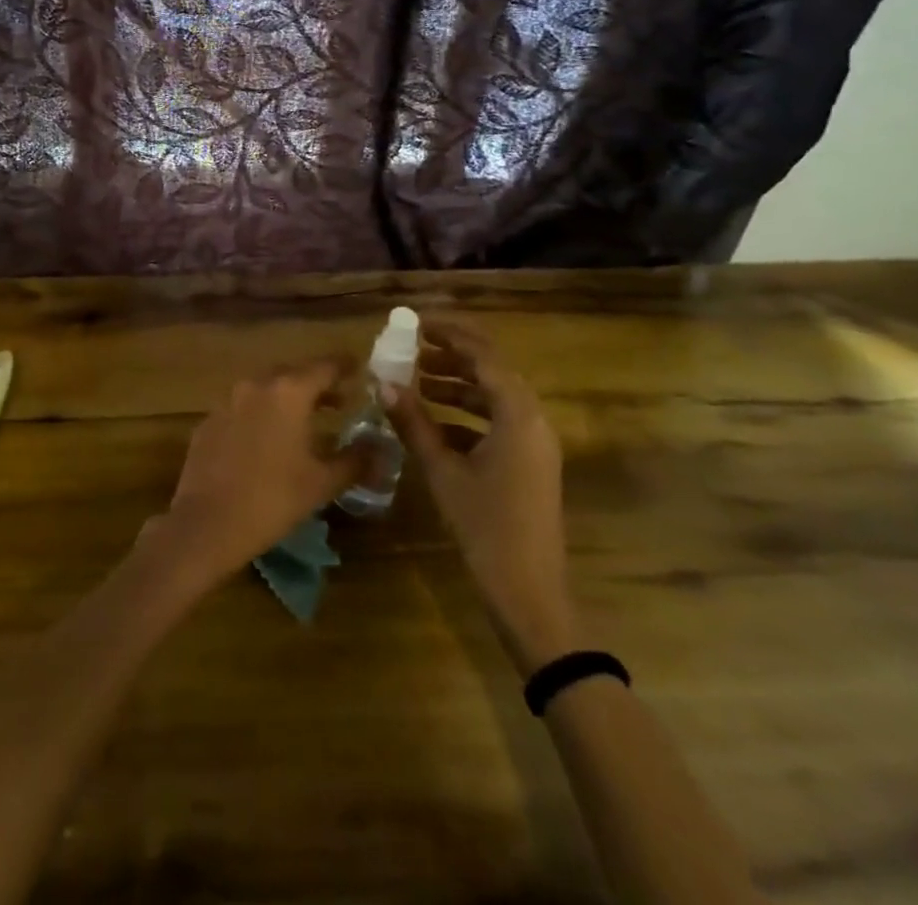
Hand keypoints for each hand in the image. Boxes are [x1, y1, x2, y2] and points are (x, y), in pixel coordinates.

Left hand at [145, 360, 362, 589]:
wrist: (207, 523)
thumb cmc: (273, 499)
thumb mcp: (322, 482)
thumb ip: (355, 460)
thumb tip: (380, 448)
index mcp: (288, 391)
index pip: (325, 366)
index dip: (345, 367)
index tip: (361, 370)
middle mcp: (256, 385)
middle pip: (293, 373)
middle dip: (317, 383)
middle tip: (339, 400)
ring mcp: (227, 400)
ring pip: (265, 387)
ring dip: (287, 397)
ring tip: (307, 419)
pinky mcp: (209, 420)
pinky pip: (242, 406)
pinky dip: (261, 413)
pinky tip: (268, 438)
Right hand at [389, 315, 579, 671]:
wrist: (530, 594)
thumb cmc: (486, 528)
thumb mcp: (443, 472)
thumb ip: (414, 423)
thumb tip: (383, 383)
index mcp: (518, 415)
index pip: (483, 356)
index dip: (449, 335)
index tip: (416, 323)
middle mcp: (532, 420)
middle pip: (492, 371)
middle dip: (452, 356)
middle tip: (412, 347)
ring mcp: (534, 443)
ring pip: (494, 397)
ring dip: (458, 384)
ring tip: (416, 380)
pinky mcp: (529, 463)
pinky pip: (497, 421)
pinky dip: (466, 414)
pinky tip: (433, 422)